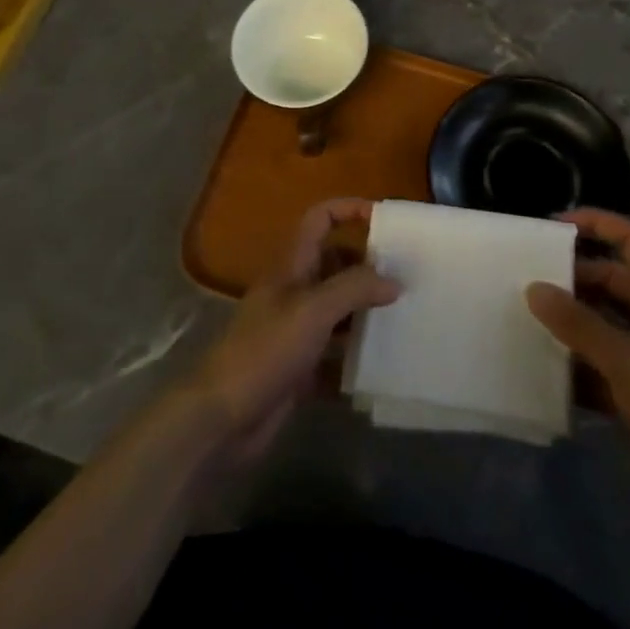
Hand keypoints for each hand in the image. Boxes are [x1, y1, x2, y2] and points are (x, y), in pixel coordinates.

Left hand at [185, 197, 399, 465]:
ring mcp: (296, 331)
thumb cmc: (265, 350)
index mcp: (293, 265)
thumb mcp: (313, 311)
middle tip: (407, 277)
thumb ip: (355, 288)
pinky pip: (336, 355)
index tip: (385, 220)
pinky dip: (356, 358)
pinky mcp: (300, 369)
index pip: (321, 219)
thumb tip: (395, 280)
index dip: (349, 209)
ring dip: (366, 312)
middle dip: (368, 266)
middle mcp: (295, 291)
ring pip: (338, 310)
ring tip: (405, 316)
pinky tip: (384, 365)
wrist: (222, 419)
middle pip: (335, 264)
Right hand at [526, 209, 629, 521]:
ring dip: (570, 323)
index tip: (554, 226)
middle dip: (573, 279)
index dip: (598, 223)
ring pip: (603, 324)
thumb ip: (578, 325)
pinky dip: (576, 365)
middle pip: (612, 282)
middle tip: (528, 282)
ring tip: (527, 321)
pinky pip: (601, 365)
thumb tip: (534, 288)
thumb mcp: (626, 363)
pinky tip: (545, 372)